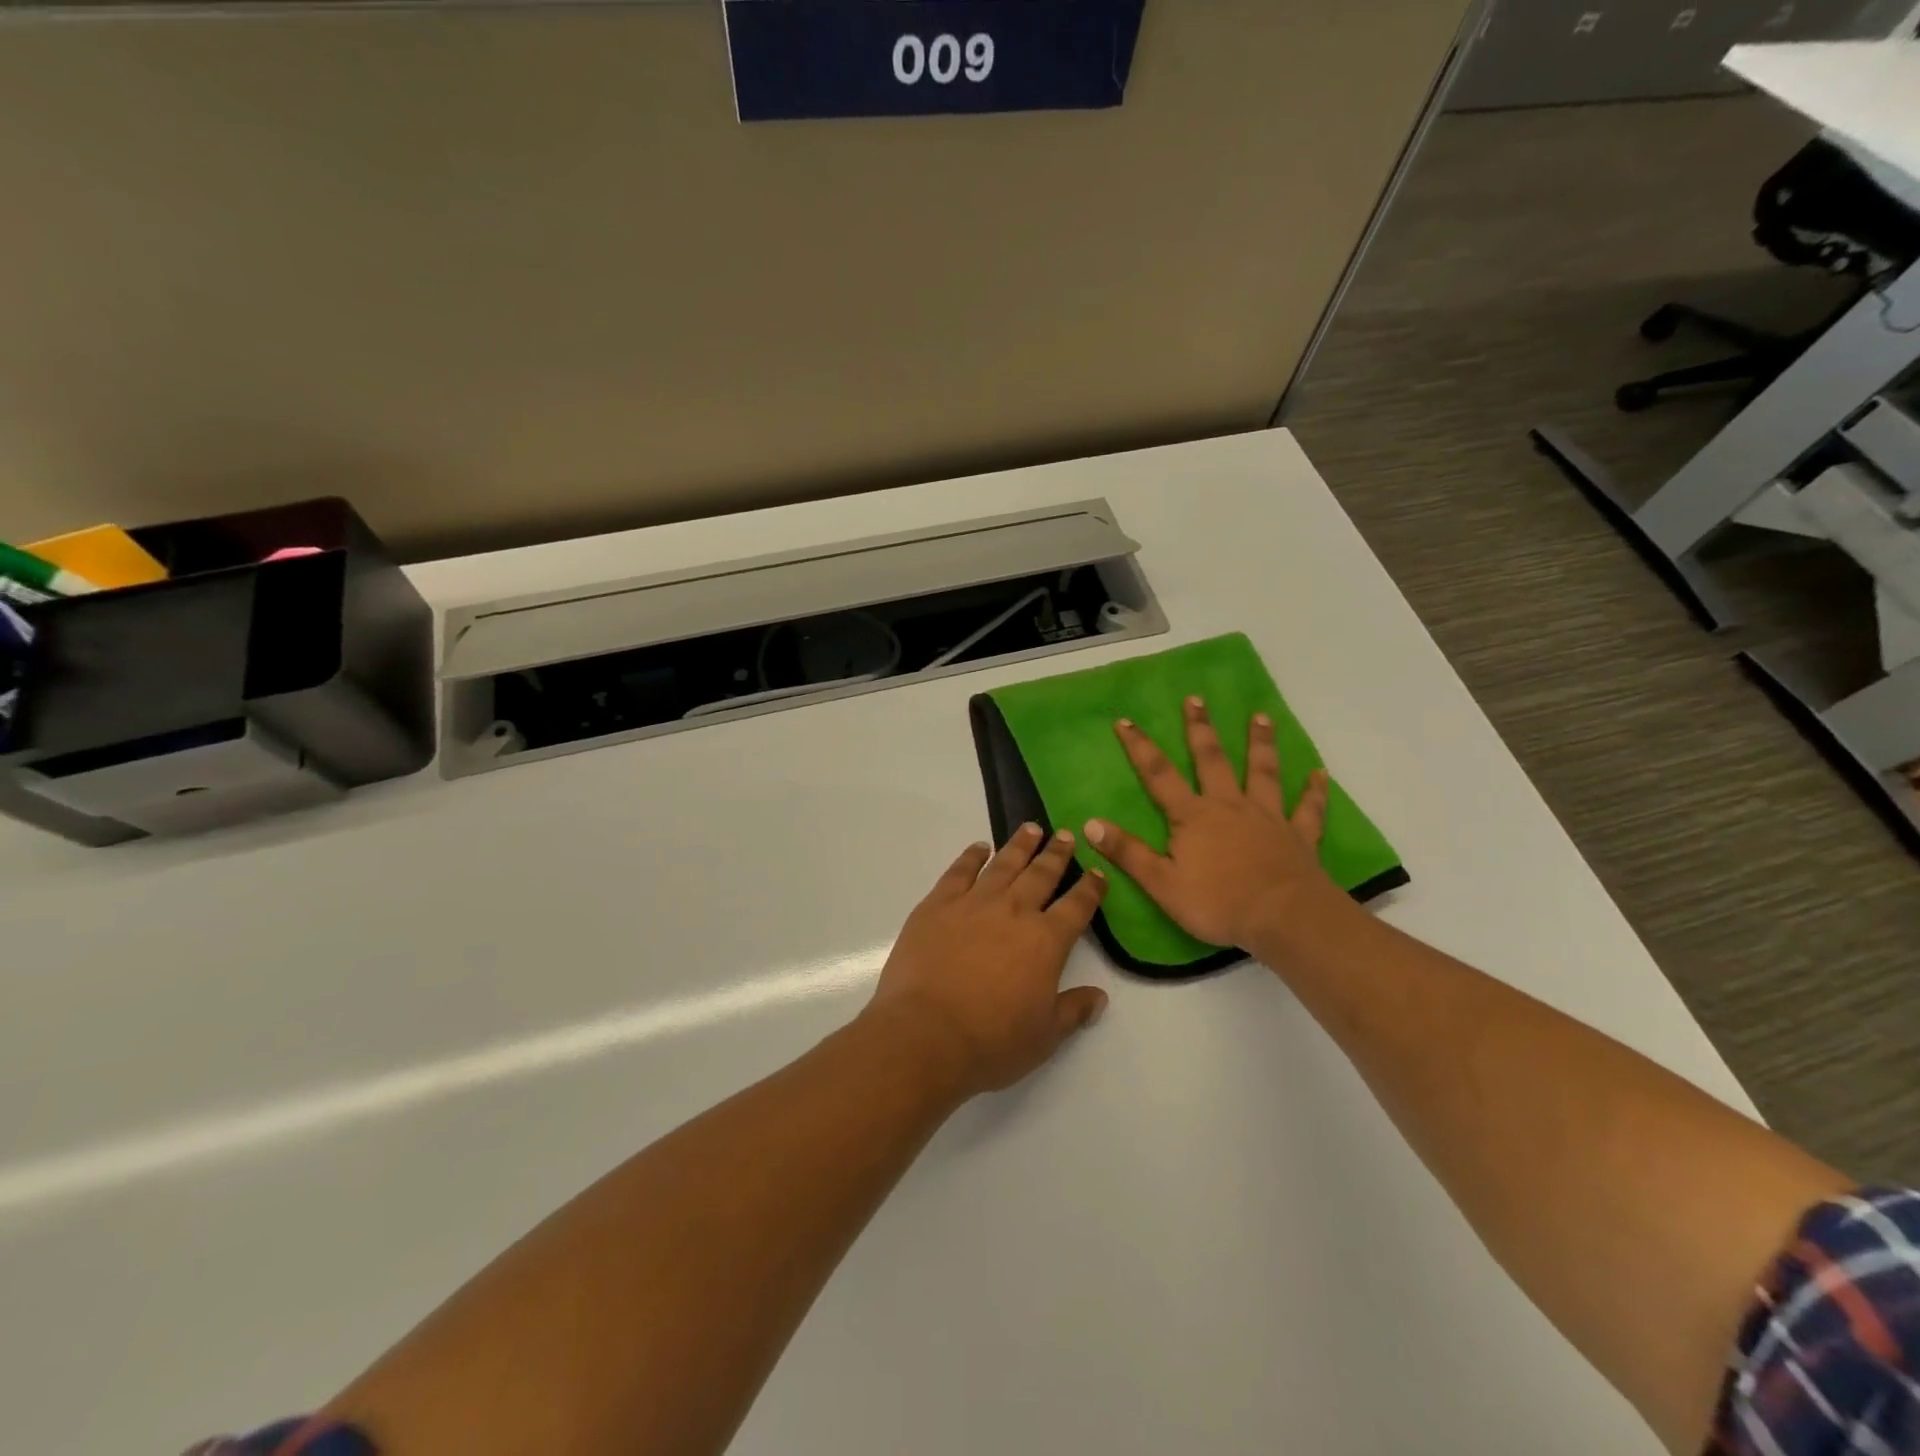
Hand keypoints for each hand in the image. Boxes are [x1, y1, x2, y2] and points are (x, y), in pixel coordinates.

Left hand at [865, 824, 1108, 1098]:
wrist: (925, 1034)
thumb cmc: (991, 1042)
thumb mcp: (1044, 1037)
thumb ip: (1073, 1011)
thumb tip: (1099, 997)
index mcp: (1046, 941)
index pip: (1076, 907)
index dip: (1090, 888)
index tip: (1097, 872)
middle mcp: (1014, 912)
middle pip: (1041, 875)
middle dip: (1057, 854)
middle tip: (1066, 835)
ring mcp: (973, 903)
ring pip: (1003, 865)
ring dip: (1020, 846)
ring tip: (1031, 829)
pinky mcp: (937, 905)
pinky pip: (959, 871)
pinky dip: (971, 856)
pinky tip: (979, 848)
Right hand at [1083, 696, 1341, 950]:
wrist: (1283, 918)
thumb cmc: (1218, 903)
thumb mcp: (1161, 883)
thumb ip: (1127, 852)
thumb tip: (1089, 823)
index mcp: (1193, 817)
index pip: (1159, 775)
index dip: (1140, 748)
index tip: (1126, 721)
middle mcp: (1229, 806)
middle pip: (1212, 760)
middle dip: (1201, 729)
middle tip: (1196, 699)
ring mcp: (1267, 817)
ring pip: (1262, 773)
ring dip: (1260, 744)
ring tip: (1260, 717)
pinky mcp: (1298, 836)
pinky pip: (1308, 809)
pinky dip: (1314, 791)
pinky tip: (1319, 774)